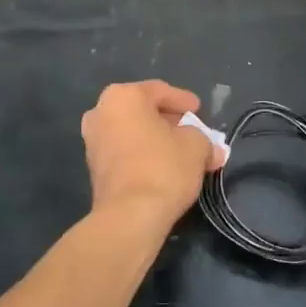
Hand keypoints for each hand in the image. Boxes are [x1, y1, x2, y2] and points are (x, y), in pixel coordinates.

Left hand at [81, 81, 222, 227]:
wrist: (130, 216)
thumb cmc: (164, 167)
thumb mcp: (196, 146)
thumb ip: (204, 139)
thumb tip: (212, 150)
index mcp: (123, 96)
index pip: (159, 91)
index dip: (183, 101)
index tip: (199, 111)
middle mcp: (101, 112)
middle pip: (143, 111)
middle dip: (169, 121)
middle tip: (192, 131)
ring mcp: (93, 141)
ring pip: (132, 132)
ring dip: (156, 139)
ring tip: (182, 153)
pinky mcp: (94, 168)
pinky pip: (124, 152)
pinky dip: (143, 154)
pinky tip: (163, 167)